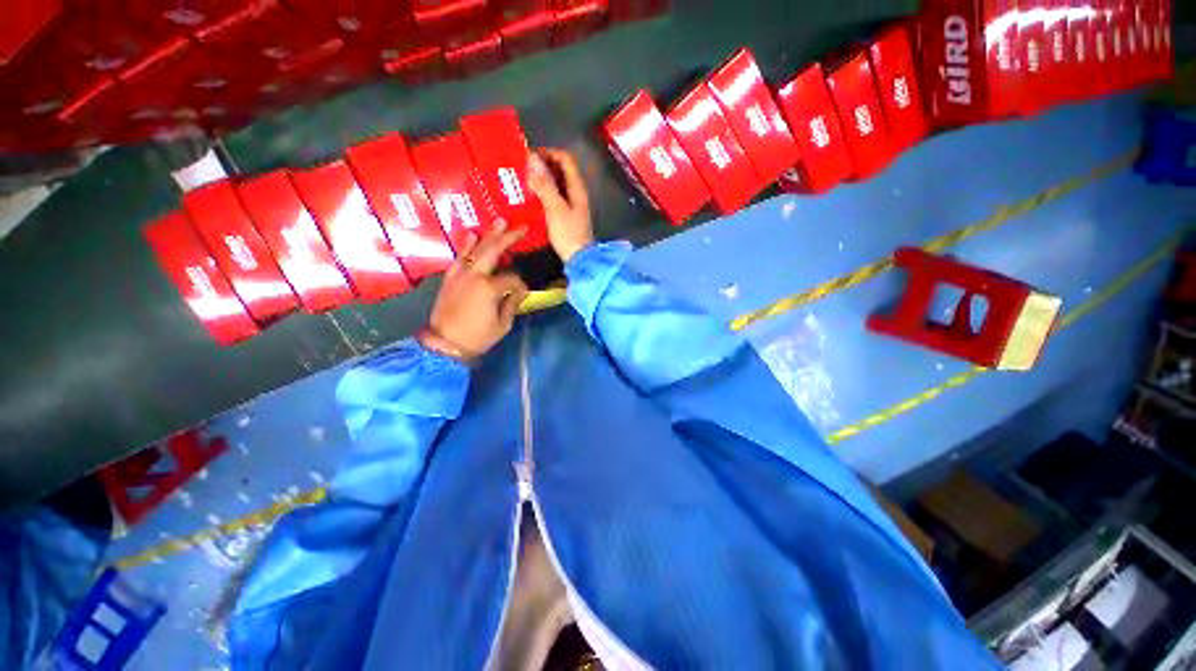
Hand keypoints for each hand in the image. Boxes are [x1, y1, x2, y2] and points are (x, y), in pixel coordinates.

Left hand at [418, 222, 529, 362]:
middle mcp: (475, 275)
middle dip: (509, 238)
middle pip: (494, 251)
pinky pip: (459, 256)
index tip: (523, 292)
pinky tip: (473, 234)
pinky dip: (466, 245)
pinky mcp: (450, 277)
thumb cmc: (478, 337)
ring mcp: (461, 274)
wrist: (444, 344)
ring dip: (489, 235)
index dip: (521, 284)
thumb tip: (521, 291)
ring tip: (500, 222)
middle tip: (521, 227)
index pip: (513, 278)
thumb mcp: (503, 324)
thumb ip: (513, 303)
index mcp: (490, 288)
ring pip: (477, 249)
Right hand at [527, 148, 593, 262]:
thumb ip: (545, 185)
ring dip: (543, 180)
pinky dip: (544, 194)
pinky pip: (555, 198)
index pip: (565, 159)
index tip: (530, 156)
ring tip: (525, 182)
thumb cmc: (568, 233)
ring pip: (557, 185)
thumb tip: (532, 162)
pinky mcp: (567, 217)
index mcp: (577, 188)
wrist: (579, 259)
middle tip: (524, 169)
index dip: (549, 152)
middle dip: (543, 166)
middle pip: (561, 170)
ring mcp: (573, 205)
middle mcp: (577, 193)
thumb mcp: (555, 208)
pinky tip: (532, 199)